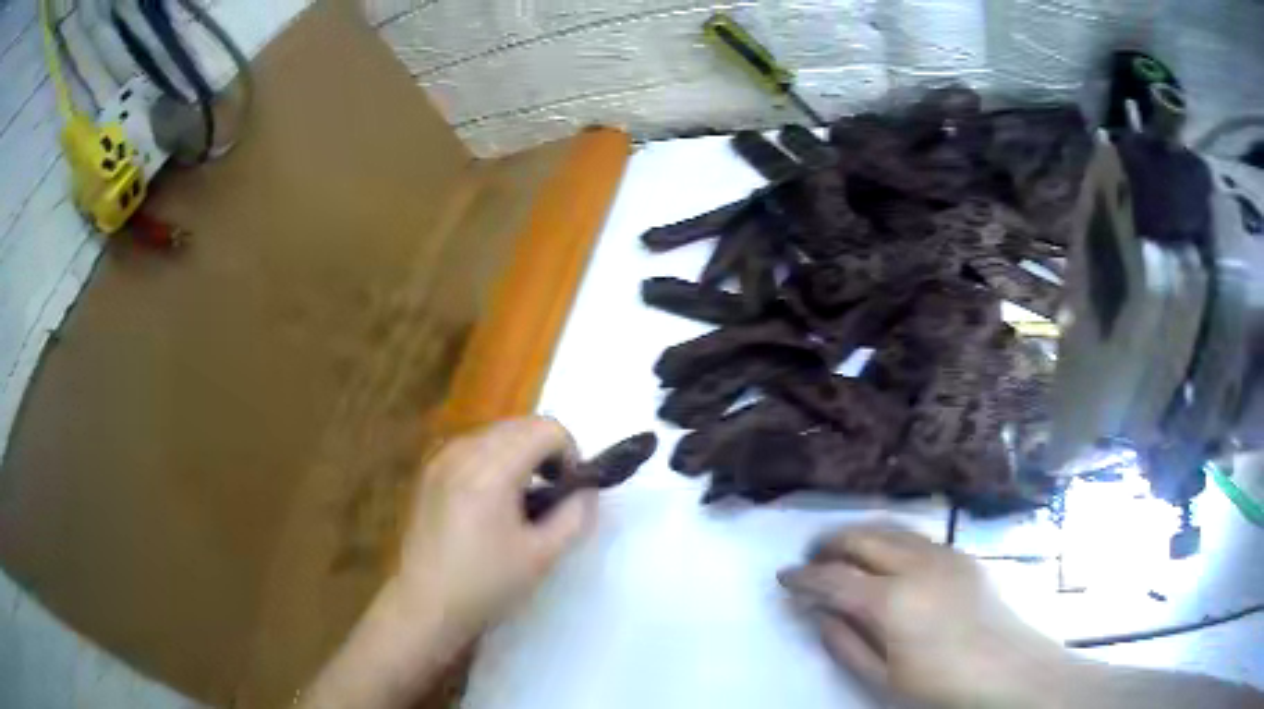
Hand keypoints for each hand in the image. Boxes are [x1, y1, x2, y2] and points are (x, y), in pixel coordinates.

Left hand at [302, 417, 595, 708]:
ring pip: (495, 432)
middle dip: (546, 451)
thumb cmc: (486, 585)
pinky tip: (491, 500)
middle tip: (553, 494)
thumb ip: (576, 515)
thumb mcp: (543, 556)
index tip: (570, 490)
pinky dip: (493, 459)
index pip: (546, 429)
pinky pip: (471, 446)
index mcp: (491, 469)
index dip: (570, 453)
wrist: (425, 606)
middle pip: (521, 425)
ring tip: (522, 499)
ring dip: (520, 453)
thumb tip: (586, 490)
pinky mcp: (428, 472)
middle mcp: (463, 451)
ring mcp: (440, 458)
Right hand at [779, 523, 1069, 708]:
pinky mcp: (964, 555)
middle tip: (810, 560)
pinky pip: (917, 537)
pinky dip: (890, 540)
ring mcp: (945, 554)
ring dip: (861, 536)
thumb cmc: (941, 686)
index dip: (804, 576)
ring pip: (892, 529)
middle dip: (830, 544)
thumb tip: (821, 615)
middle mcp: (917, 565)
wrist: (1010, 671)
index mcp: (893, 601)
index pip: (835, 578)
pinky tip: (888, 560)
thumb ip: (846, 644)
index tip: (783, 578)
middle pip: (863, 537)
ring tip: (844, 553)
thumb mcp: (883, 679)